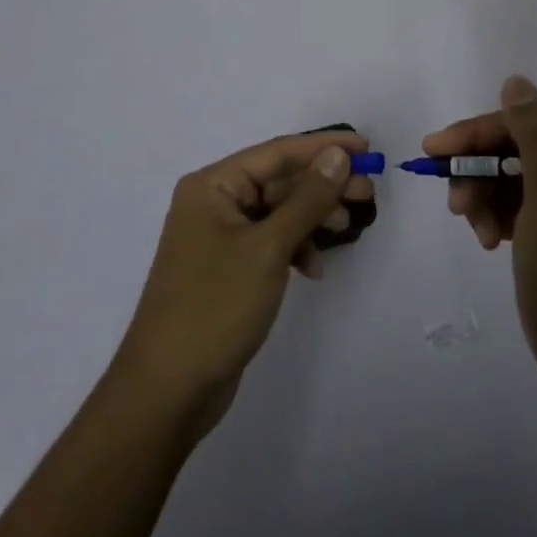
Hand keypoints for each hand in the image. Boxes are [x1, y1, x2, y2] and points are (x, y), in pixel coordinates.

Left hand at [111, 130, 372, 438]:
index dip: (322, 147)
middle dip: (323, 185)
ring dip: (314, 216)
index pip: (276, 153)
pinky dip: (296, 247)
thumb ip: (307, 198)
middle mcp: (214, 202)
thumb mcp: (268, 247)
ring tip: (349, 227)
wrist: (169, 390)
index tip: (365, 147)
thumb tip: (338, 154)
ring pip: (278, 211)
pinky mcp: (229, 268)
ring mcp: (220, 237)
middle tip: (367, 191)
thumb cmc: (215, 306)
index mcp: (213, 185)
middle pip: (279, 181)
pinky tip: (315, 267)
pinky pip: (271, 241)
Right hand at [426, 77, 536, 399]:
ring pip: (504, 175)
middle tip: (455, 205)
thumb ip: (536, 141)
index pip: (523, 125)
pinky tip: (488, 240)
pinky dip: (492, 215)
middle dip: (477, 173)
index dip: (476, 135)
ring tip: (476, 232)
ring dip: (482, 198)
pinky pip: (510, 201)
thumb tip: (515, 81)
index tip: (433, 151)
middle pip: (511, 149)